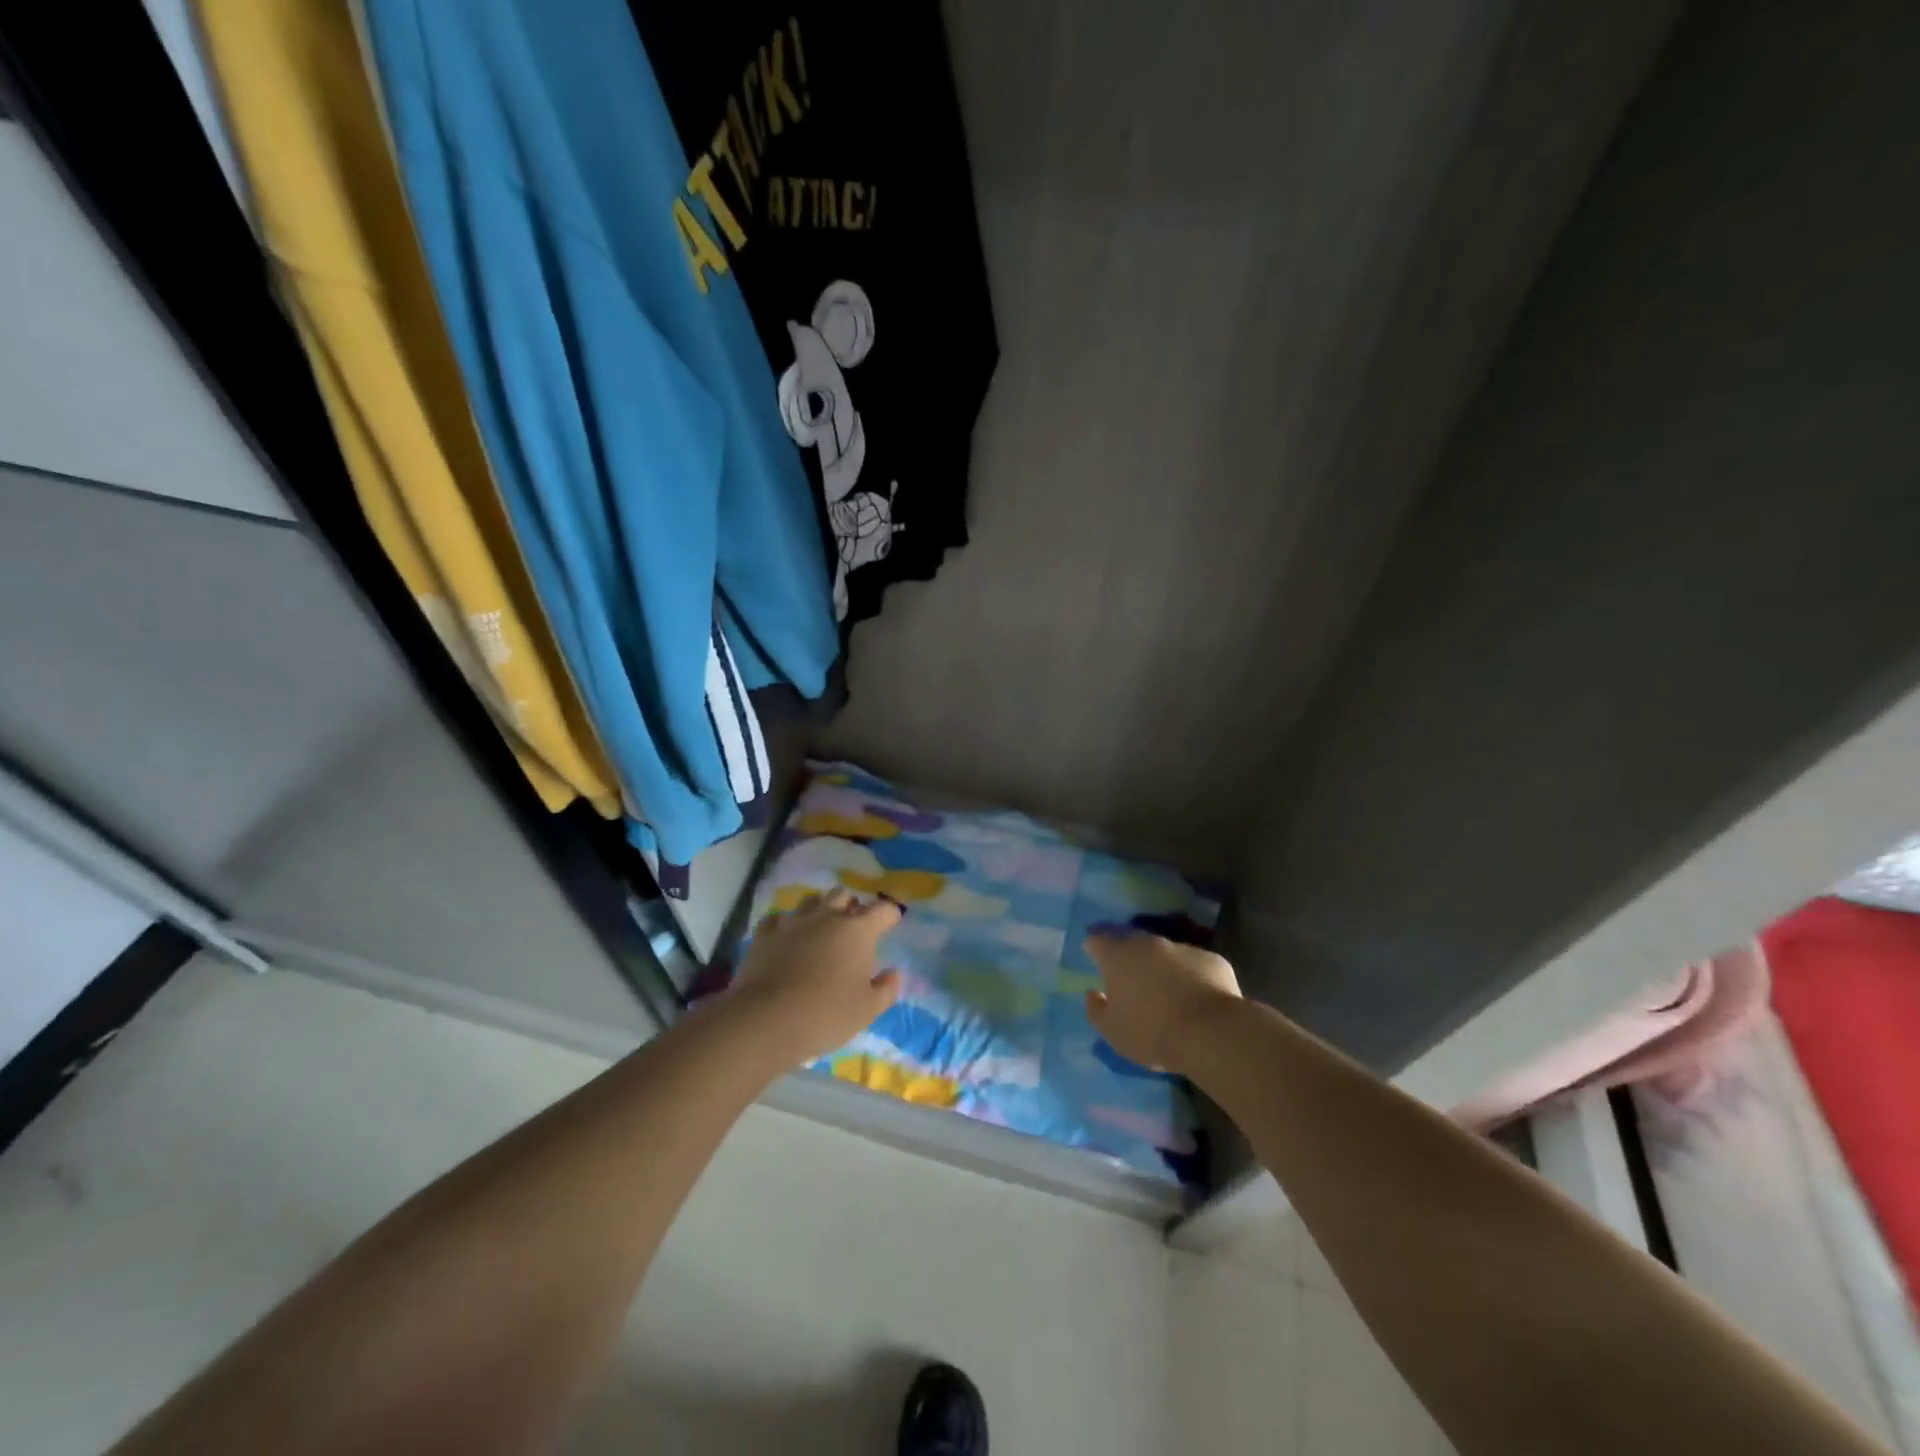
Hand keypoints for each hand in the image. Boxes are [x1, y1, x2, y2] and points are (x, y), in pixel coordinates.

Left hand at [728, 888, 902, 1064]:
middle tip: (852, 928)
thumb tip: (893, 973)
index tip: (891, 924)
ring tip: (819, 929)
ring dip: (819, 910)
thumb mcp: (867, 1010)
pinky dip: (786, 926)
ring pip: (811, 901)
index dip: (890, 915)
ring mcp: (793, 922)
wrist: (767, 1020)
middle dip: (851, 907)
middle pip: (843, 895)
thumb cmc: (826, 1014)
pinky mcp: (765, 933)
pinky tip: (786, 939)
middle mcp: (827, 916)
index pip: (882, 910)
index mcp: (857, 931)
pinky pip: (778, 919)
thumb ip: (886, 989)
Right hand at [1084, 932, 1242, 1074]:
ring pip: (1165, 953)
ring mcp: (1182, 948)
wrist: (1211, 1033)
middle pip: (1132, 942)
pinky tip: (1197, 1000)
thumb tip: (1093, 993)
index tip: (1095, 959)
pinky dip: (1192, 976)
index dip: (1094, 949)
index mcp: (1118, 957)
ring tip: (1167, 994)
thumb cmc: (1151, 1033)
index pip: (1097, 941)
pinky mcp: (1212, 959)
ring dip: (1162, 967)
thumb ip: (1096, 1010)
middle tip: (1131, 980)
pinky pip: (1195, 965)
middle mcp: (1148, 944)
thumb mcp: (1113, 1032)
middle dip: (1129, 957)